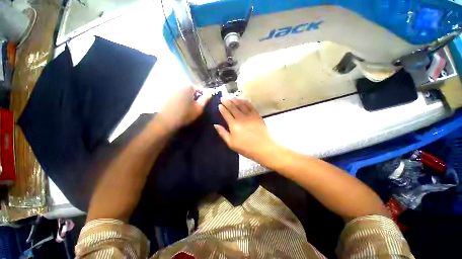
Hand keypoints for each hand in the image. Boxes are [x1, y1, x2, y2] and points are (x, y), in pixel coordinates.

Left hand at [156, 86, 211, 132]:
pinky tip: (182, 107)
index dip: (202, 94)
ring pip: (183, 92)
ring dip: (188, 97)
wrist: (167, 121)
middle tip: (197, 104)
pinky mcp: (167, 97)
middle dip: (195, 95)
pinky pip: (177, 96)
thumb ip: (205, 99)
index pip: (198, 87)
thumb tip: (209, 93)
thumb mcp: (199, 108)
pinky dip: (181, 99)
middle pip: (190, 89)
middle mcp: (179, 86)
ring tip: (190, 106)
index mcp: (188, 88)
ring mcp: (172, 91)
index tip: (204, 101)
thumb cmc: (186, 114)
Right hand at [214, 98, 280, 163]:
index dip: (222, 108)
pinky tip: (242, 100)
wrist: (262, 147)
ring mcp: (249, 115)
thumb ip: (223, 133)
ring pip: (241, 104)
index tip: (219, 104)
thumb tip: (215, 125)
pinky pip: (250, 106)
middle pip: (232, 107)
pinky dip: (245, 102)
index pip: (226, 113)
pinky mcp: (256, 115)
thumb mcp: (231, 143)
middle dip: (227, 102)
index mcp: (233, 124)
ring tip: (231, 97)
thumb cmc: (245, 147)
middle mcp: (241, 117)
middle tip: (223, 98)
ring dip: (235, 100)